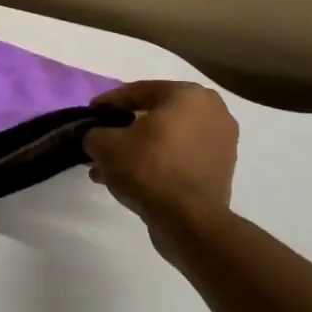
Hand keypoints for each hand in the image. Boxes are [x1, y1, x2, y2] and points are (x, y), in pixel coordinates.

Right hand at [83, 81, 238, 225]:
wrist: (189, 220)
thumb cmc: (148, 169)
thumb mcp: (105, 145)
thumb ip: (94, 133)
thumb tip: (95, 137)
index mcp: (188, 95)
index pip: (139, 91)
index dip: (109, 102)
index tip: (90, 113)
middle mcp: (212, 112)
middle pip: (156, 115)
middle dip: (125, 128)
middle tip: (101, 139)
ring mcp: (221, 142)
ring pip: (168, 139)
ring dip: (138, 149)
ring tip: (109, 167)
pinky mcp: (221, 170)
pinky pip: (180, 157)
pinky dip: (157, 163)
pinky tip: (130, 180)